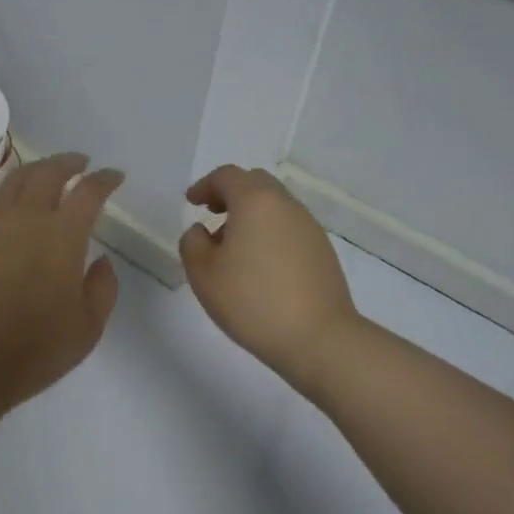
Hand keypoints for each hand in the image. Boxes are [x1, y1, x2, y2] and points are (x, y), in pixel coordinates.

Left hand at [0, 153, 122, 408]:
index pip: (88, 192)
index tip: (114, 176)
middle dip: (68, 162)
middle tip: (80, 163)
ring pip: (16, 180)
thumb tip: (101, 260)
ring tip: (48, 173)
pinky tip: (16, 203)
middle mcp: (27, 217)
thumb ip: (103, 286)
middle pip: (48, 172)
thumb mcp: (90, 324)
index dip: (104, 179)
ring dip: (37, 169)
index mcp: (63, 234)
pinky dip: (12, 192)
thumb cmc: (39, 345)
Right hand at [179, 165, 357, 393]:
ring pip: (275, 205)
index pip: (227, 176)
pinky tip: (259, 264)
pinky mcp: (322, 250)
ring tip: (232, 246)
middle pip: (255, 183)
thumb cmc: (251, 301)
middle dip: (230, 193)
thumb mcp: (203, 273)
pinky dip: (269, 231)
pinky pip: (289, 227)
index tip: (191, 202)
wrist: (317, 337)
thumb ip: (193, 243)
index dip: (205, 185)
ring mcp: (309, 227)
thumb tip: (202, 231)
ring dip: (250, 214)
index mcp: (255, 201)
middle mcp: (286, 205)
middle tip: (212, 214)